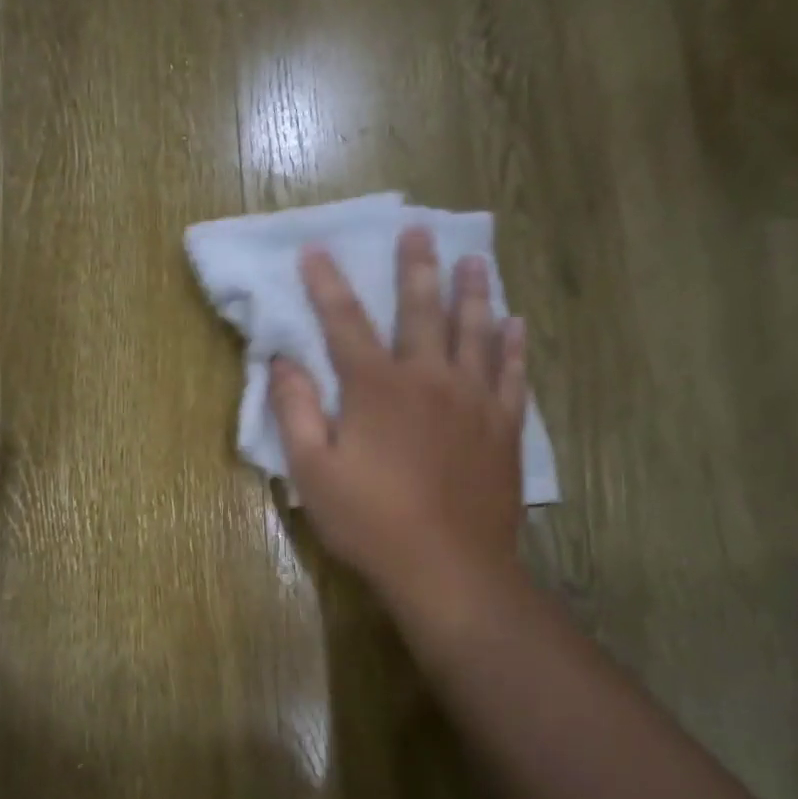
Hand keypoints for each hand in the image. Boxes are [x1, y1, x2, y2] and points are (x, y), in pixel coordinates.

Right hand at [269, 229, 528, 614]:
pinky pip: (513, 373)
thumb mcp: (312, 471)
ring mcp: (474, 400)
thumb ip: (295, 410)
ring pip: (476, 331)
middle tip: (419, 230)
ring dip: (473, 292)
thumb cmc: (371, 522)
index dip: (327, 284)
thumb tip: (281, 361)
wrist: (449, 569)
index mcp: (376, 387)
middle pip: (422, 310)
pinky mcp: (504, 427)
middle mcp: (429, 379)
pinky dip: (514, 345)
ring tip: (475, 259)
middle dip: (416, 268)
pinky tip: (516, 324)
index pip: (344, 322)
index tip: (316, 249)